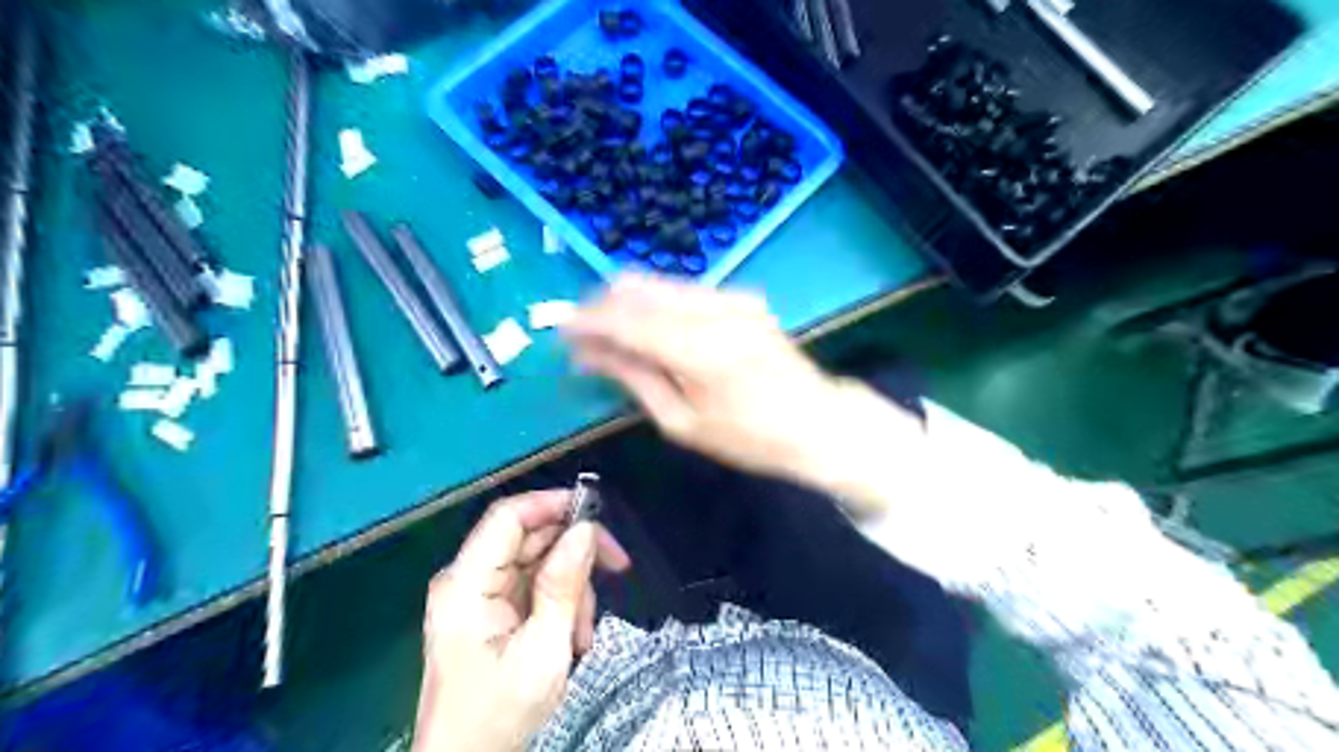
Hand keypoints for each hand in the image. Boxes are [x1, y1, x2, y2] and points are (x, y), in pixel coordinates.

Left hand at [414, 491, 632, 751]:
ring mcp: (478, 594)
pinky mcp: (490, 609)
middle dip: (574, 553)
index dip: (552, 504)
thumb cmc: (499, 714)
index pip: (508, 517)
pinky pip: (534, 585)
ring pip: (538, 560)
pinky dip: (560, 602)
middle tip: (615, 568)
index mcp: (466, 584)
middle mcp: (468, 579)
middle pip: (528, 536)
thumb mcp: (543, 651)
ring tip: (584, 630)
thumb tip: (585, 529)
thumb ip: (564, 586)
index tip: (597, 513)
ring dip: (572, 586)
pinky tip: (573, 636)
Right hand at [561, 277, 920, 516]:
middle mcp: (713, 310)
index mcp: (698, 349)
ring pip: (659, 284)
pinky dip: (657, 305)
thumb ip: (633, 377)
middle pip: (638, 288)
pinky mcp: (741, 297)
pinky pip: (683, 291)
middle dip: (602, 306)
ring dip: (627, 303)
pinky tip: (649, 329)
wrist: (817, 421)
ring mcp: (731, 297)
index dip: (586, 320)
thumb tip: (587, 353)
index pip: (625, 319)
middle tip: (581, 334)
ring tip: (609, 334)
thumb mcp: (682, 422)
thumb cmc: (748, 438)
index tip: (558, 328)